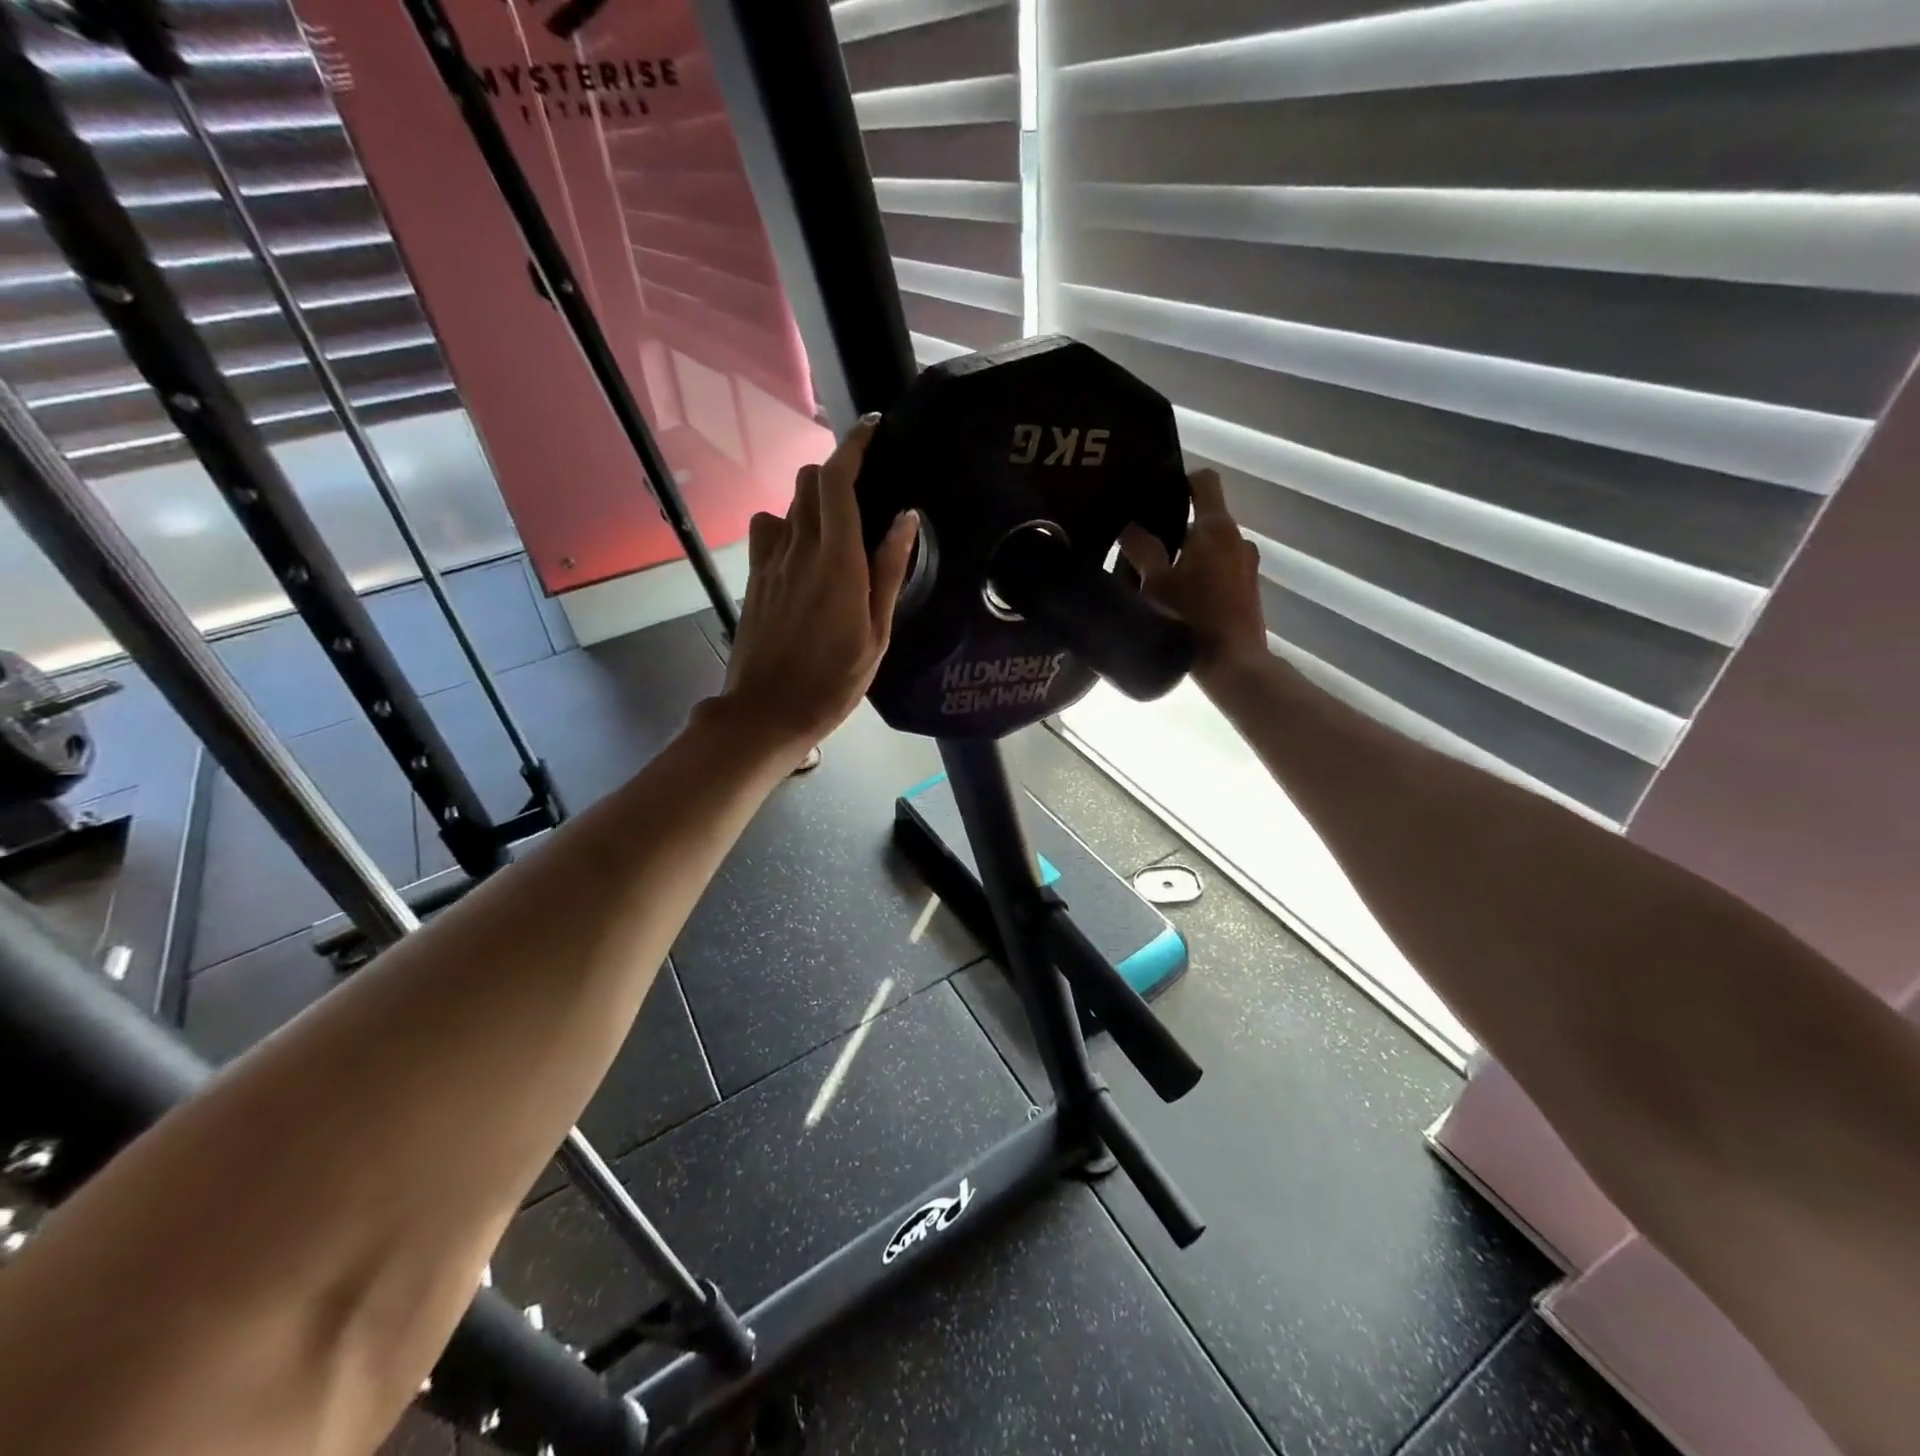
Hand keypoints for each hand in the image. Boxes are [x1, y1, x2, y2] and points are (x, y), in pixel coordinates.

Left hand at [712, 416, 917, 765]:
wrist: (768, 711)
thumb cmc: (833, 680)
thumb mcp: (876, 633)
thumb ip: (889, 571)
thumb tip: (906, 518)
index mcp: (836, 560)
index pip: (838, 480)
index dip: (854, 445)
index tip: (874, 428)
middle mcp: (798, 548)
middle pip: (809, 481)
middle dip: (837, 471)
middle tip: (866, 489)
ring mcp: (770, 561)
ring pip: (788, 503)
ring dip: (813, 499)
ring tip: (837, 524)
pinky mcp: (754, 577)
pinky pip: (768, 530)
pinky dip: (788, 525)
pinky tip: (804, 553)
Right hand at [1122, 467, 1265, 688]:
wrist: (1234, 664)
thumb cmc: (1192, 618)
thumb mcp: (1156, 583)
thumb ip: (1141, 549)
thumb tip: (1129, 527)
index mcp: (1216, 528)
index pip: (1204, 481)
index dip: (1180, 481)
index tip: (1155, 497)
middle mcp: (1237, 539)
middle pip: (1205, 517)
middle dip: (1176, 527)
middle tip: (1144, 546)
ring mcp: (1248, 565)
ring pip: (1212, 547)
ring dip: (1189, 554)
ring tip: (1160, 576)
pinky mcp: (1249, 589)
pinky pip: (1221, 569)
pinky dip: (1203, 574)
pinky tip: (1181, 599)